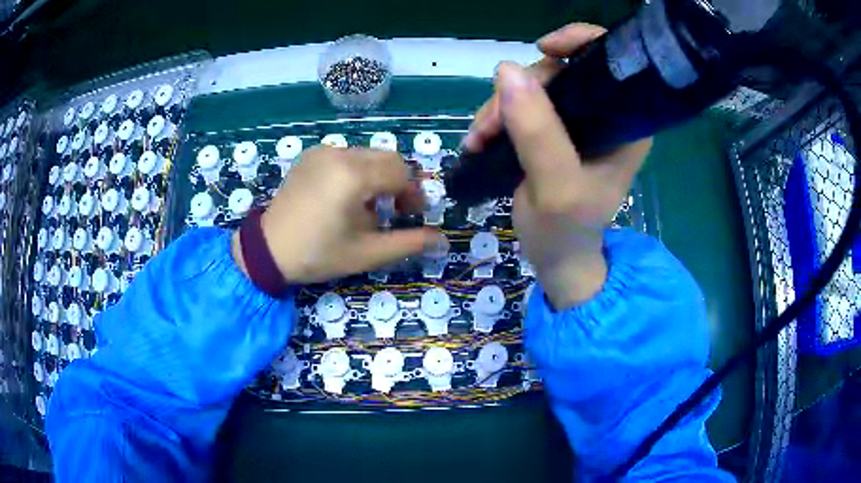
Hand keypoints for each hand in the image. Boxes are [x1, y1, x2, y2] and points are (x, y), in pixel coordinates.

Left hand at [232, 146, 443, 283]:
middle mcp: (340, 154)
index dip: (414, 194)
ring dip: (378, 177)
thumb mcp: (367, 254)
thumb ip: (408, 243)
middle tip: (395, 210)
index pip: (402, 173)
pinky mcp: (311, 156)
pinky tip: (344, 197)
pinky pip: (347, 156)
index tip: (412, 215)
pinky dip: (356, 172)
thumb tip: (442, 240)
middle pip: (388, 158)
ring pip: (368, 155)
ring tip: (367, 207)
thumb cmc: (318, 254)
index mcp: (353, 176)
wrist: (268, 250)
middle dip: (399, 182)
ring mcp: (323, 152)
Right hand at [465, 24, 652, 308]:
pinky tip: (480, 139)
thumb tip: (507, 70)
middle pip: (562, 71)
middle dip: (521, 89)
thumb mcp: (556, 187)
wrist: (556, 259)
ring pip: (534, 87)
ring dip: (500, 107)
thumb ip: (538, 132)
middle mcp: (605, 115)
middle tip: (490, 125)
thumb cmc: (566, 230)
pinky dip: (497, 117)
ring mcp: (577, 122)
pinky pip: (521, 105)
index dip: (580, 42)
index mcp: (625, 124)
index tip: (543, 48)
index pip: (611, 61)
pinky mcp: (552, 131)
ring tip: (479, 139)